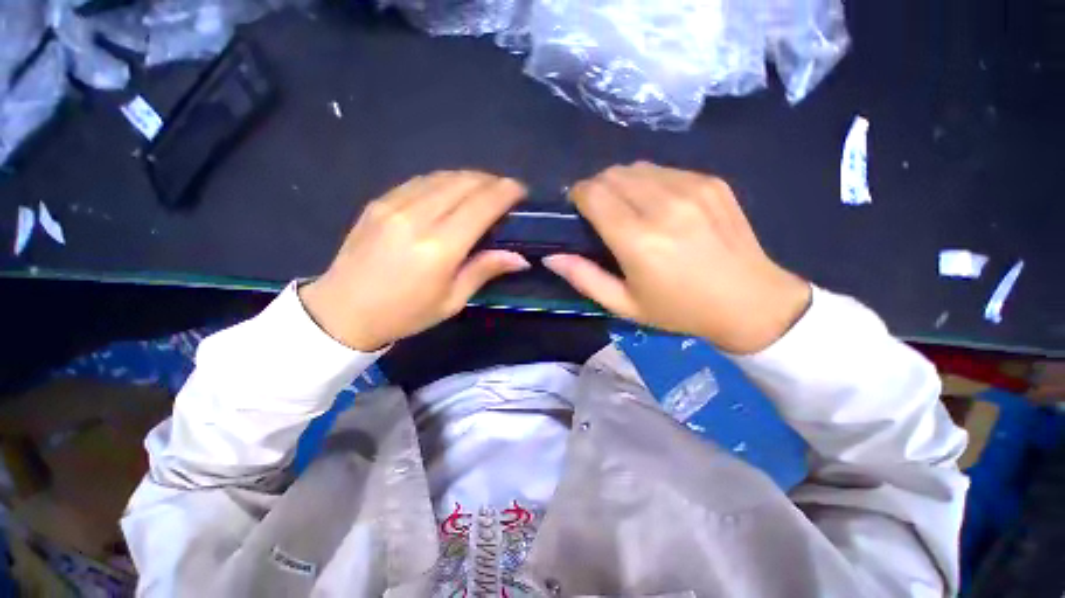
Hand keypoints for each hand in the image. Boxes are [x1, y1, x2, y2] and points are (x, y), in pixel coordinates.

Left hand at [300, 171, 529, 350]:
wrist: (343, 311)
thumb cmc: (405, 313)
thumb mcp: (452, 300)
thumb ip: (484, 270)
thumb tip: (520, 257)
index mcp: (439, 248)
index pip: (481, 205)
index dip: (506, 192)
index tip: (521, 191)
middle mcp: (417, 218)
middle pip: (463, 183)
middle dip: (491, 181)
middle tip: (506, 191)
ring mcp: (394, 205)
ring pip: (442, 176)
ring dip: (469, 178)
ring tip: (484, 189)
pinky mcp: (379, 202)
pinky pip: (420, 181)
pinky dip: (444, 181)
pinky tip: (452, 191)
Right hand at [543, 162, 810, 353]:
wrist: (750, 301)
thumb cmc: (679, 309)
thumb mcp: (624, 305)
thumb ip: (584, 278)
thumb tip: (552, 256)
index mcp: (639, 239)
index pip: (593, 193)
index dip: (578, 195)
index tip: (578, 210)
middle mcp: (663, 206)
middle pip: (612, 174)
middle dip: (597, 188)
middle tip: (600, 213)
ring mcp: (692, 188)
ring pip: (637, 167)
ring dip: (622, 183)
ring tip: (628, 208)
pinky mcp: (711, 182)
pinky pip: (665, 170)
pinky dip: (650, 183)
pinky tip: (659, 207)